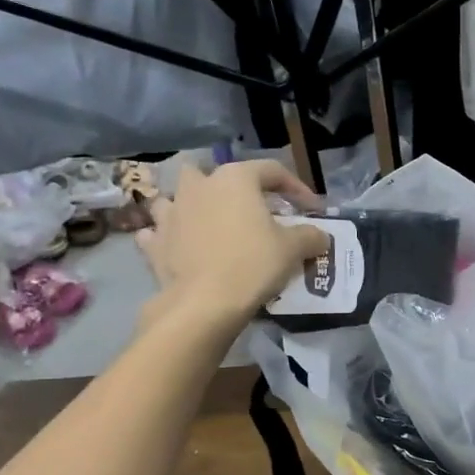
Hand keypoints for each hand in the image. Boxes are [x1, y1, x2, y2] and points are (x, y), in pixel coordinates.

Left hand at [135, 160, 327, 328]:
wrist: (204, 303)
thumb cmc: (253, 264)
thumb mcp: (294, 249)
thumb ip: (310, 236)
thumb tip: (320, 235)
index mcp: (235, 179)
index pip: (272, 171)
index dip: (296, 188)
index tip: (311, 208)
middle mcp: (199, 186)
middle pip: (217, 175)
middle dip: (233, 188)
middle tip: (252, 210)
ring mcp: (171, 212)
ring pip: (177, 196)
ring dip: (191, 205)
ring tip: (208, 223)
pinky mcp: (154, 242)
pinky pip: (158, 231)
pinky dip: (167, 236)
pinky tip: (178, 246)